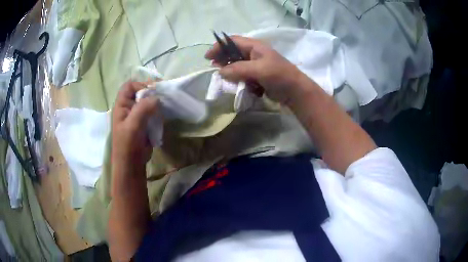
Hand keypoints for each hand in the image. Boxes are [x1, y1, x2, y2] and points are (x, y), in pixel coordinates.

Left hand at [111, 81, 158, 170]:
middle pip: (140, 92)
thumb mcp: (133, 125)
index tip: (154, 90)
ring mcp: (137, 115)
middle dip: (151, 92)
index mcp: (121, 105)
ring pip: (147, 101)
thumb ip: (143, 108)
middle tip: (164, 95)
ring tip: (166, 104)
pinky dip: (158, 110)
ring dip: (156, 101)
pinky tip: (164, 113)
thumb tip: (157, 97)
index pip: (129, 86)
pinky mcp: (144, 122)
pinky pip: (152, 111)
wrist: (132, 163)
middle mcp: (128, 107)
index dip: (141, 84)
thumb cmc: (128, 144)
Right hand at [205, 36, 306, 104]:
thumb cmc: (279, 76)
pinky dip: (238, 79)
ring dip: (230, 71)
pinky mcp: (257, 75)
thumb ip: (238, 69)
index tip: (208, 57)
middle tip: (214, 68)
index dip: (219, 46)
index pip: (232, 41)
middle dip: (223, 59)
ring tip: (225, 79)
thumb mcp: (259, 70)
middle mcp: (254, 53)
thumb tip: (220, 72)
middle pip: (233, 52)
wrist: (295, 92)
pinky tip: (238, 85)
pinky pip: (243, 75)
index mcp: (255, 46)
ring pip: (236, 65)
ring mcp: (256, 65)